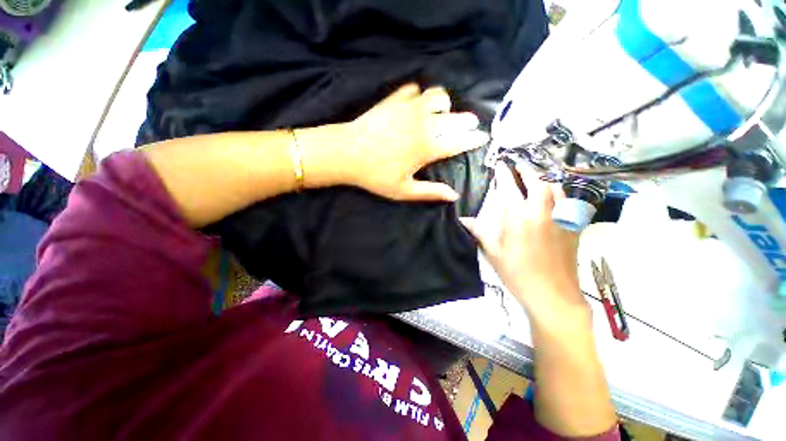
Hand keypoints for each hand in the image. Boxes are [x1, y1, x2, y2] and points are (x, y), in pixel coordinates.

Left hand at [339, 84, 488, 200]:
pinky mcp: (394, 99)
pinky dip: (420, 96)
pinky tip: (416, 105)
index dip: (472, 139)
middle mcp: (423, 124)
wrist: (346, 153)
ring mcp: (409, 108)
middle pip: (454, 118)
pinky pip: (415, 90)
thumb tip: (454, 196)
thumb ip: (431, 192)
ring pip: (438, 96)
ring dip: (445, 105)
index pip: (458, 142)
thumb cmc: (375, 176)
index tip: (482, 137)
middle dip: (466, 121)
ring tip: (442, 114)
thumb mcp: (404, 191)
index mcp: (427, 148)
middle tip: (469, 124)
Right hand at [461, 164, 587, 319]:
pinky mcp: (573, 227)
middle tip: (518, 164)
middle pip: (537, 181)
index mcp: (519, 218)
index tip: (500, 164)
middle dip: (526, 169)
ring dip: (544, 177)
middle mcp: (541, 212)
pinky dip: (559, 192)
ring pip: (556, 188)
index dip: (504, 174)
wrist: (553, 295)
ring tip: (536, 174)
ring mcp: (561, 218)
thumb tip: (463, 220)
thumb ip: (480, 232)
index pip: (510, 188)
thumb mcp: (493, 253)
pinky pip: (568, 202)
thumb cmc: (517, 274)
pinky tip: (554, 195)